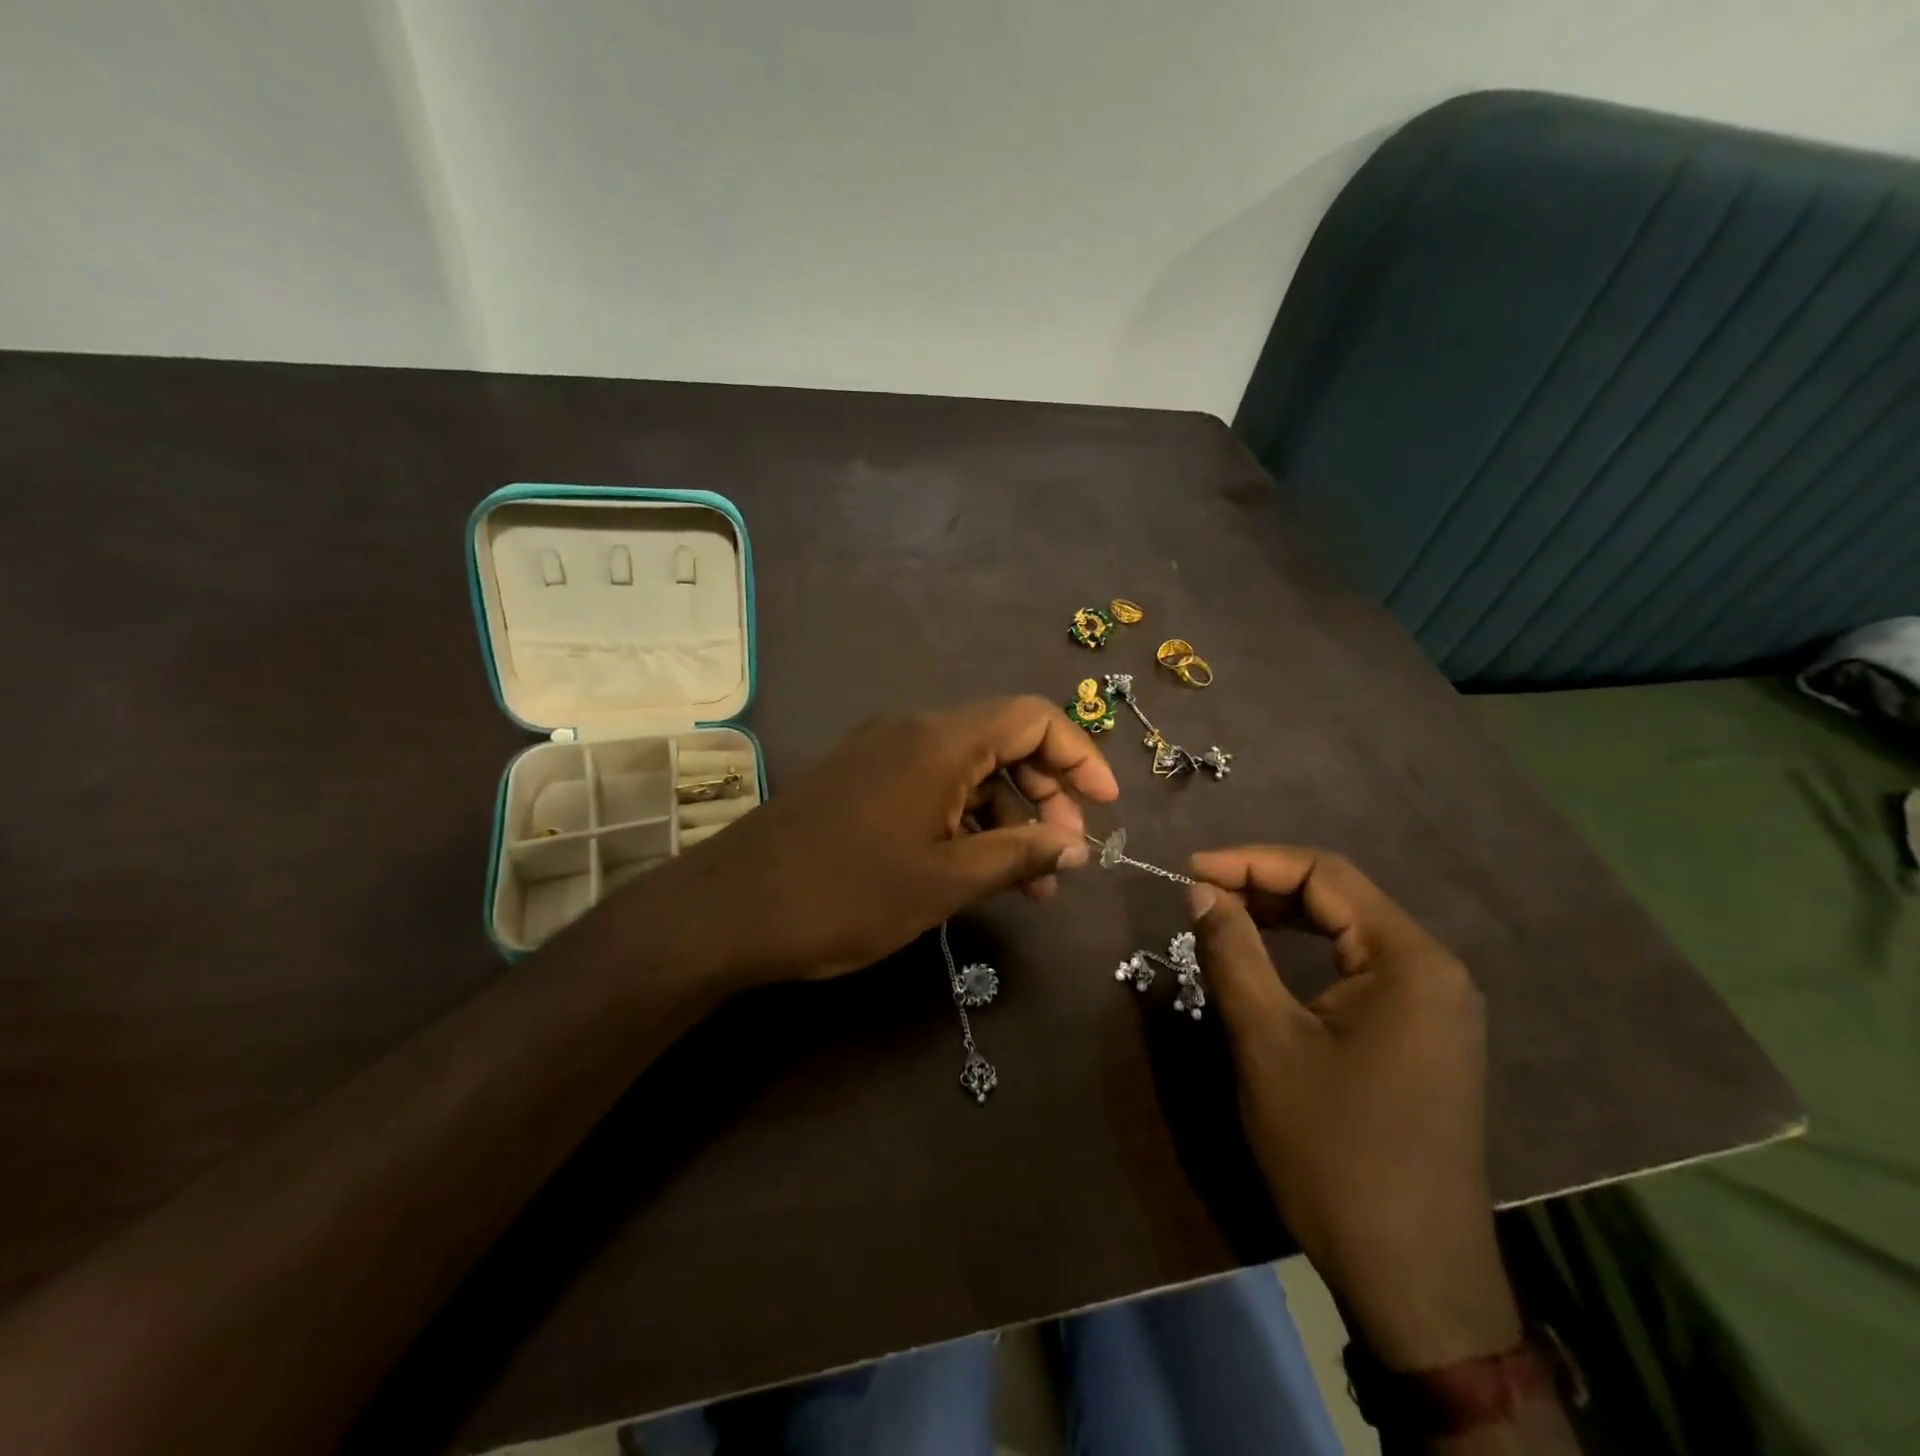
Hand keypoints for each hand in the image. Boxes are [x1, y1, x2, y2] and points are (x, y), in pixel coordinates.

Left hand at [620, 697, 1118, 987]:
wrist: (730, 910)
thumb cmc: (846, 893)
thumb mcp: (944, 881)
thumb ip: (1019, 855)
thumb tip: (1078, 844)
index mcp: (939, 740)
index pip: (1032, 717)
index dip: (1079, 755)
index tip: (1106, 806)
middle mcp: (913, 732)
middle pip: (1003, 742)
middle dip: (1046, 794)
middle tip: (1066, 854)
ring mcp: (882, 755)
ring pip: (968, 771)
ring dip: (1006, 817)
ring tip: (1032, 881)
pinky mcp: (861, 782)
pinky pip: (932, 789)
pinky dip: (965, 822)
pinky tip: (978, 871)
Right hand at [1187, 847, 1521, 1371]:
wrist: (1412, 1276)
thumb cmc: (1334, 1150)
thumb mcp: (1267, 1041)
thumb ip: (1232, 952)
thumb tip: (1200, 890)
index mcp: (1409, 960)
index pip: (1324, 874)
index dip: (1250, 861)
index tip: (1190, 872)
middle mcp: (1433, 970)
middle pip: (1340, 896)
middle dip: (1264, 885)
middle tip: (1199, 895)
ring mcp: (1434, 1005)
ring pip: (1348, 930)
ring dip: (1282, 915)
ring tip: (1222, 917)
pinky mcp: (1422, 1035)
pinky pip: (1358, 967)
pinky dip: (1306, 951)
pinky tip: (1268, 958)